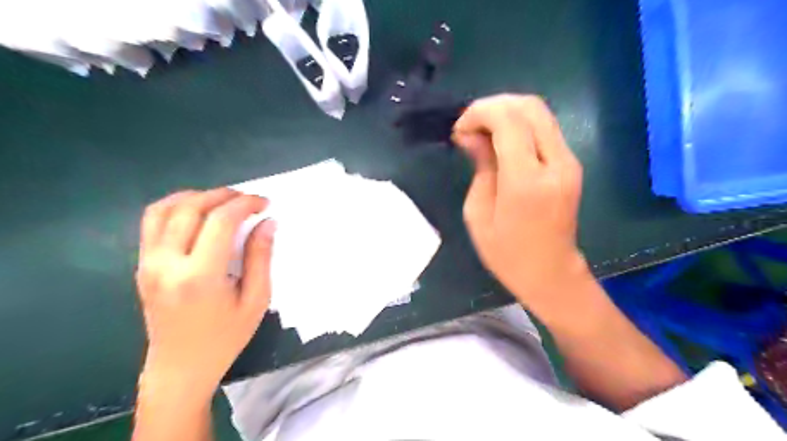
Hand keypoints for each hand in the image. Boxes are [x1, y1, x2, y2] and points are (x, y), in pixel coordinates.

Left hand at [132, 188, 273, 396]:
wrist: (180, 367)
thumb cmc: (226, 337)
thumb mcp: (255, 300)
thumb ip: (261, 257)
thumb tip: (267, 222)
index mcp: (200, 276)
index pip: (220, 221)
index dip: (245, 204)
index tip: (265, 203)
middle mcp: (167, 264)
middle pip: (192, 208)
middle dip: (224, 195)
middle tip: (248, 199)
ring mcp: (148, 263)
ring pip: (165, 209)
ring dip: (197, 196)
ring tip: (223, 201)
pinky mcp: (142, 265)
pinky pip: (152, 222)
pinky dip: (176, 206)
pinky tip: (198, 211)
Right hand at [452, 94, 586, 318]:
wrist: (550, 273)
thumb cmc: (506, 253)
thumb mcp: (478, 212)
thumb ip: (480, 166)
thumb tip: (472, 135)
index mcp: (527, 181)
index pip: (508, 120)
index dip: (479, 113)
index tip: (460, 130)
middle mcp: (555, 163)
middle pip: (529, 106)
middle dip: (493, 106)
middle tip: (470, 127)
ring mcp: (569, 162)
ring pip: (540, 112)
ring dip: (507, 113)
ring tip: (482, 133)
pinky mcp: (571, 164)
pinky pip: (545, 128)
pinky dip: (520, 124)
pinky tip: (501, 141)